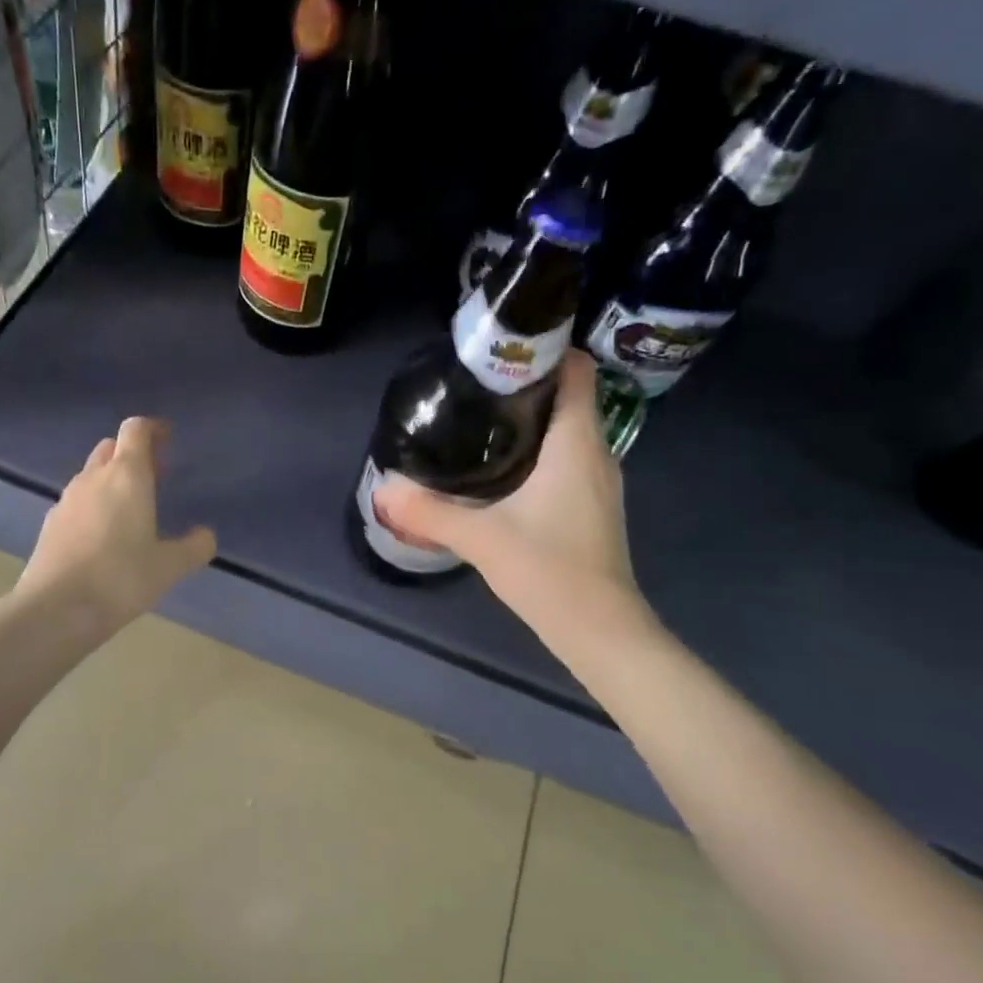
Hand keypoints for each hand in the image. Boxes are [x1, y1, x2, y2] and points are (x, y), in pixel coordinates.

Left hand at [19, 417, 216, 630]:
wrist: (56, 609)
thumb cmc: (121, 578)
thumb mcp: (169, 566)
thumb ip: (194, 547)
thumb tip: (206, 536)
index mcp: (126, 476)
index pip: (136, 430)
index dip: (153, 429)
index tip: (168, 439)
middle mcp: (93, 478)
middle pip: (111, 448)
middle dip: (133, 454)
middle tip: (155, 476)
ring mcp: (67, 500)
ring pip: (91, 474)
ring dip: (111, 480)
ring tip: (132, 508)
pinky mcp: (50, 524)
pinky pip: (77, 502)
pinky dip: (94, 505)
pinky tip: (103, 536)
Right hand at [376, 352, 641, 629]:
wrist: (600, 630)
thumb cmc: (550, 571)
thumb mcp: (481, 538)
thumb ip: (429, 512)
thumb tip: (382, 489)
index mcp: (576, 443)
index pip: (576, 371)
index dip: (543, 352)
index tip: (497, 352)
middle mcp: (595, 452)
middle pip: (567, 396)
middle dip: (524, 385)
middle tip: (472, 387)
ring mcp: (597, 480)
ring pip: (566, 428)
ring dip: (529, 419)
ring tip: (478, 420)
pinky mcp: (590, 504)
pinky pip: (565, 457)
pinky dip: (536, 450)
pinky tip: (499, 469)